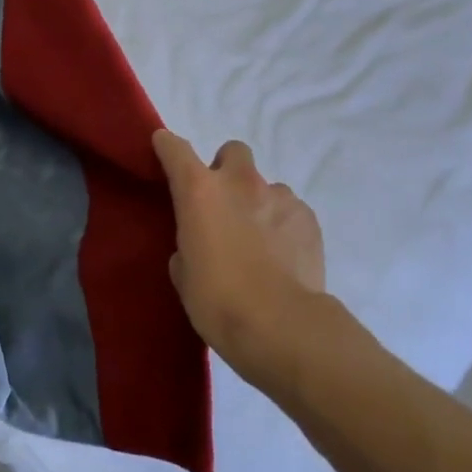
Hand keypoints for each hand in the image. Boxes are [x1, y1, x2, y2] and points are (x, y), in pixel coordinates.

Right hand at [153, 130, 325, 383]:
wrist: (281, 325)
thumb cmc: (217, 300)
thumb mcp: (183, 274)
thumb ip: (187, 246)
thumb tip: (201, 245)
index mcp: (199, 192)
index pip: (175, 150)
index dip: (167, 146)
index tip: (163, 148)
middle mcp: (240, 183)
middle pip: (233, 152)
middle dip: (226, 169)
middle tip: (222, 204)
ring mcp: (280, 198)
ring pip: (266, 187)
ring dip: (257, 204)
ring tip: (258, 242)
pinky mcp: (309, 219)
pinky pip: (290, 211)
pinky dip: (282, 226)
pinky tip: (281, 256)